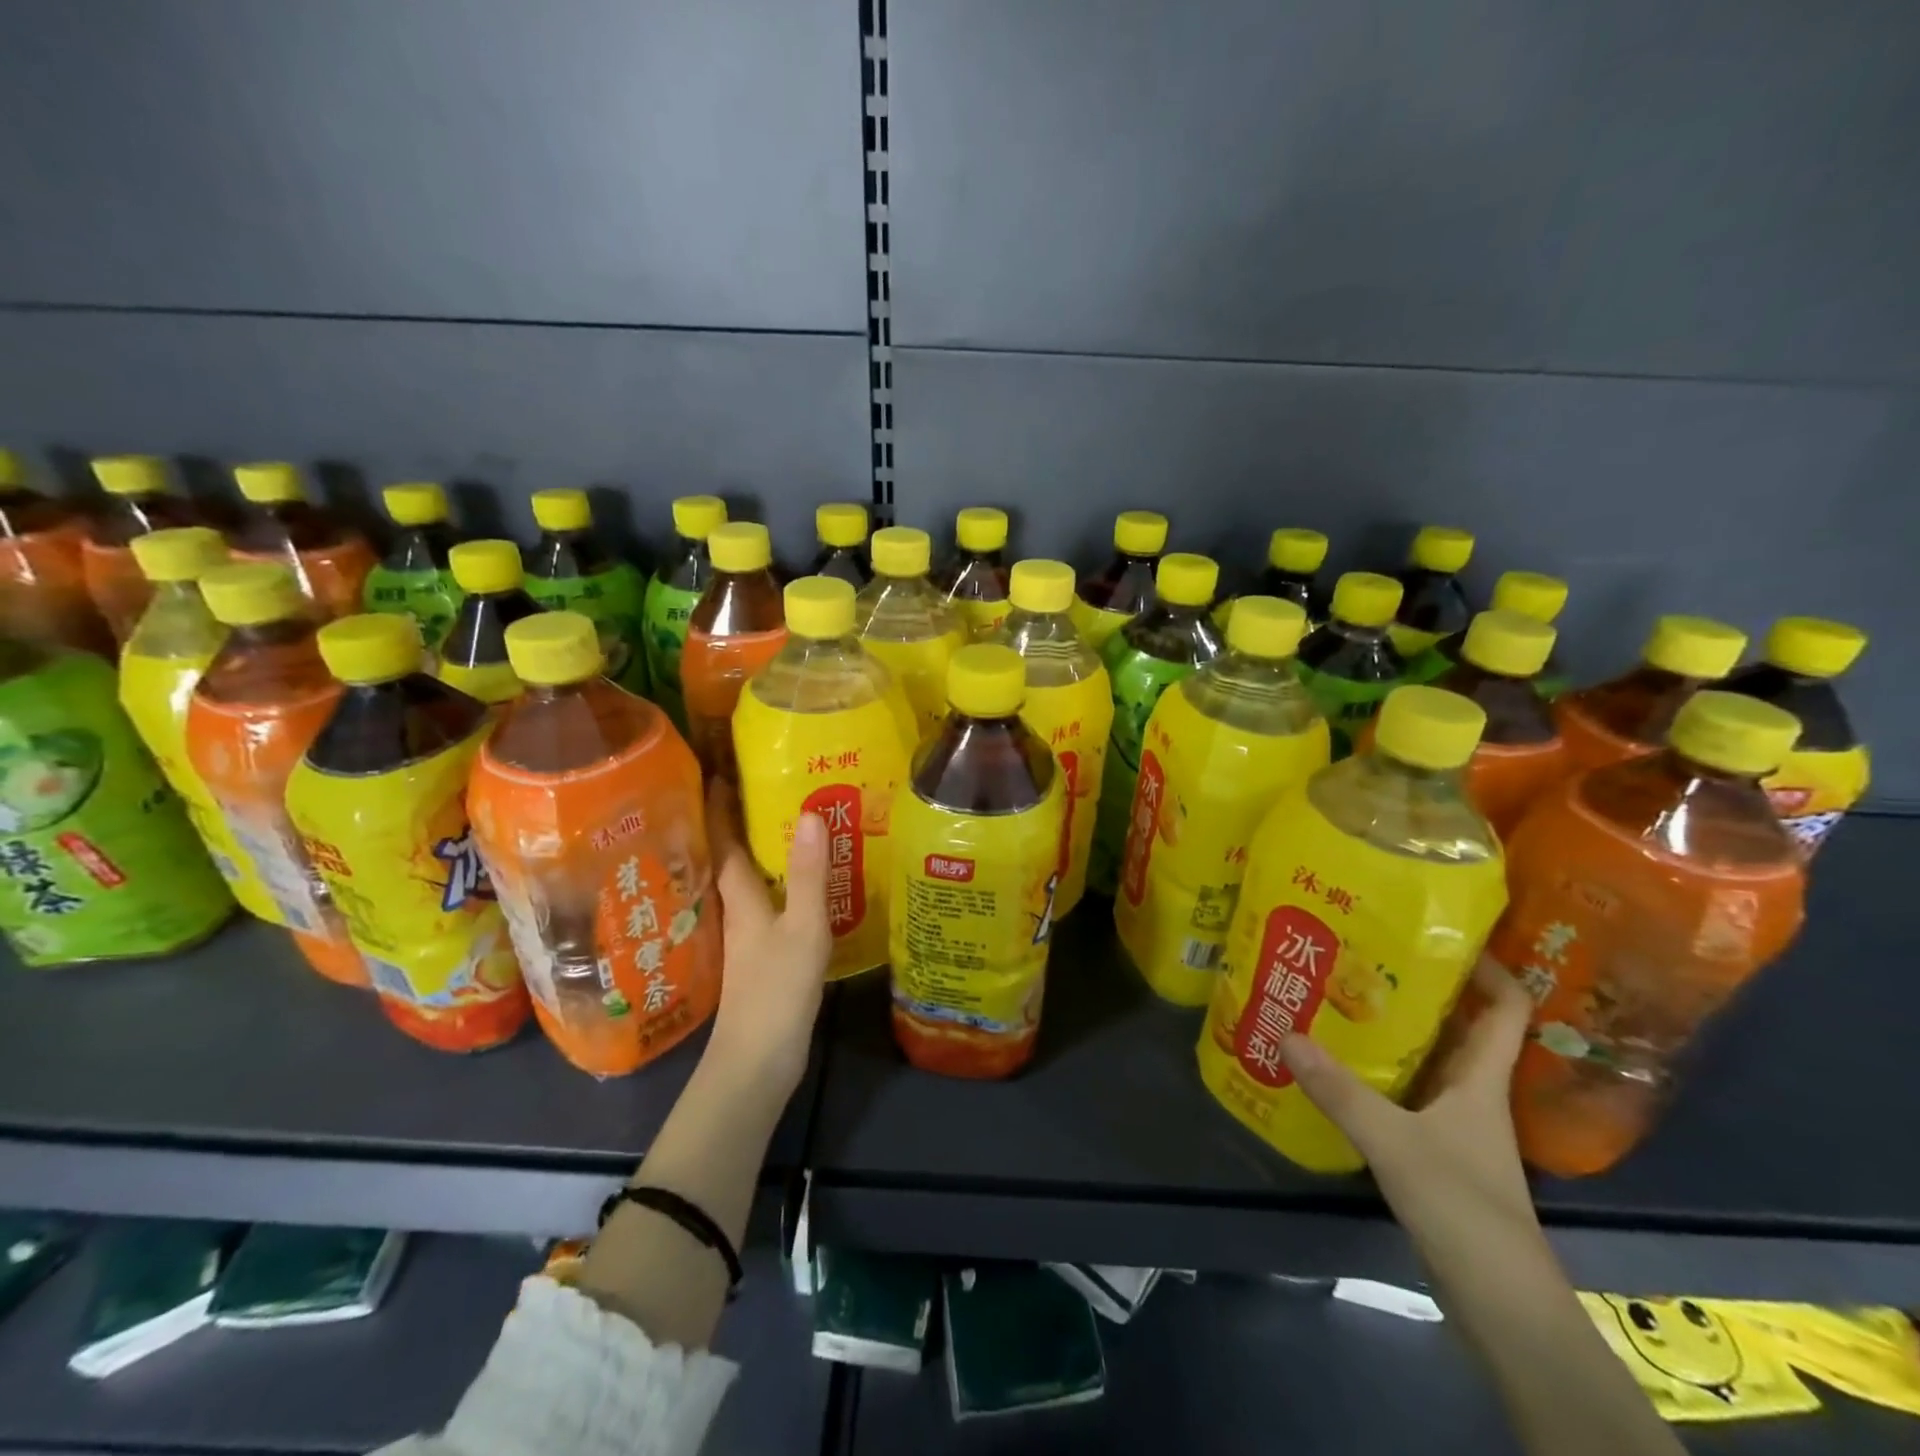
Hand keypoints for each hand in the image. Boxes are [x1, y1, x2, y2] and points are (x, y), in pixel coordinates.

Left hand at [702, 778, 830, 1098]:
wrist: (757, 1062)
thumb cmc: (777, 990)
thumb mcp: (803, 928)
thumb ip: (808, 874)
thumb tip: (809, 813)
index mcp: (739, 898)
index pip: (722, 841)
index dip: (719, 806)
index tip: (717, 771)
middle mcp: (734, 911)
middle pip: (725, 858)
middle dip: (732, 822)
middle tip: (753, 787)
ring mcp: (743, 937)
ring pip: (741, 882)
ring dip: (750, 852)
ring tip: (774, 824)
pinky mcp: (756, 956)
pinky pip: (759, 904)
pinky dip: (769, 883)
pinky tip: (790, 884)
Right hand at [1281, 957, 1541, 1262]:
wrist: (1498, 1302)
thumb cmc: (1463, 1207)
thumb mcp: (1394, 1141)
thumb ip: (1339, 1090)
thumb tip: (1285, 1034)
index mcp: (1482, 1079)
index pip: (1507, 1008)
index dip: (1489, 967)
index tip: (1442, 934)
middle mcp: (1473, 1092)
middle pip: (1459, 1026)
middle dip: (1420, 988)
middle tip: (1365, 954)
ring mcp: (1454, 1123)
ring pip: (1429, 1058)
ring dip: (1395, 1029)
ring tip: (1341, 996)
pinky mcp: (1434, 1151)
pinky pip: (1407, 1091)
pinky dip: (1378, 1072)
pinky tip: (1337, 1065)